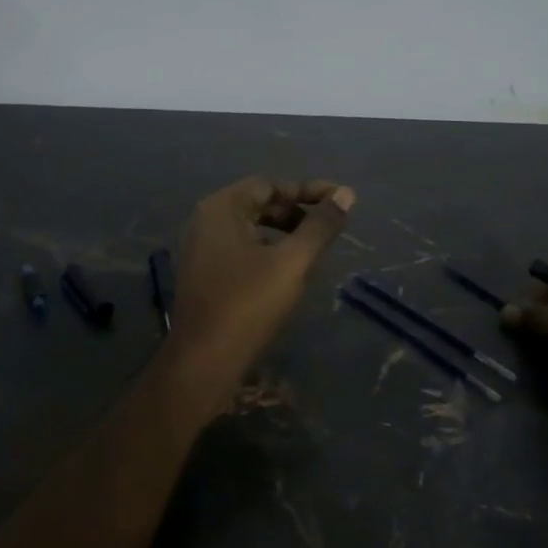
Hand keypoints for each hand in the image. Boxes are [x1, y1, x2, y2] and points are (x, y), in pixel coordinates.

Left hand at [168, 176, 356, 391]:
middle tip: (329, 225)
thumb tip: (346, 194)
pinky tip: (287, 270)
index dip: (308, 190)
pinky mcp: (204, 274)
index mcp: (221, 208)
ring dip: (283, 231)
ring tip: (314, 247)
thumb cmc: (248, 304)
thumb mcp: (292, 262)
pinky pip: (240, 249)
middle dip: (296, 211)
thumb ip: (320, 226)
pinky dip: (267, 250)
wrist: (203, 361)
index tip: (341, 200)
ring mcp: (201, 249)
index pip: (270, 185)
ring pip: (250, 228)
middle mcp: (206, 221)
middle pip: (258, 204)